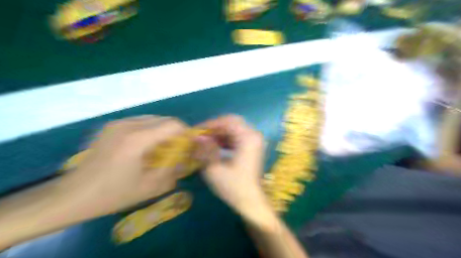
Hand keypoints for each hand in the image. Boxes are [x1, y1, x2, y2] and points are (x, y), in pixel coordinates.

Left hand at [58, 115, 187, 218]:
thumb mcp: (151, 187)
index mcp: (138, 139)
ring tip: (161, 148)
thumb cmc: (114, 194)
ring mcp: (118, 123)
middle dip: (175, 132)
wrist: (73, 195)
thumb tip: (187, 158)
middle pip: (164, 119)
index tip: (189, 145)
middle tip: (176, 149)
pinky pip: (140, 122)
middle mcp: (128, 125)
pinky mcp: (112, 126)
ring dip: (162, 131)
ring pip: (153, 119)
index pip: (173, 124)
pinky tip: (145, 147)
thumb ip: (174, 170)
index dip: (186, 132)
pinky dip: (150, 131)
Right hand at [195, 116, 276, 225]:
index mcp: (248, 138)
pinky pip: (238, 136)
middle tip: (201, 135)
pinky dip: (226, 139)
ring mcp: (255, 141)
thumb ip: (205, 150)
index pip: (227, 121)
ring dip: (220, 133)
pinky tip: (216, 146)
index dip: (210, 124)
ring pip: (235, 129)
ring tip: (206, 141)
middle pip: (232, 122)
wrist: (251, 201)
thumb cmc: (234, 187)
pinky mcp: (253, 147)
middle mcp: (254, 135)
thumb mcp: (214, 169)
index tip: (197, 131)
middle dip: (215, 128)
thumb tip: (197, 137)